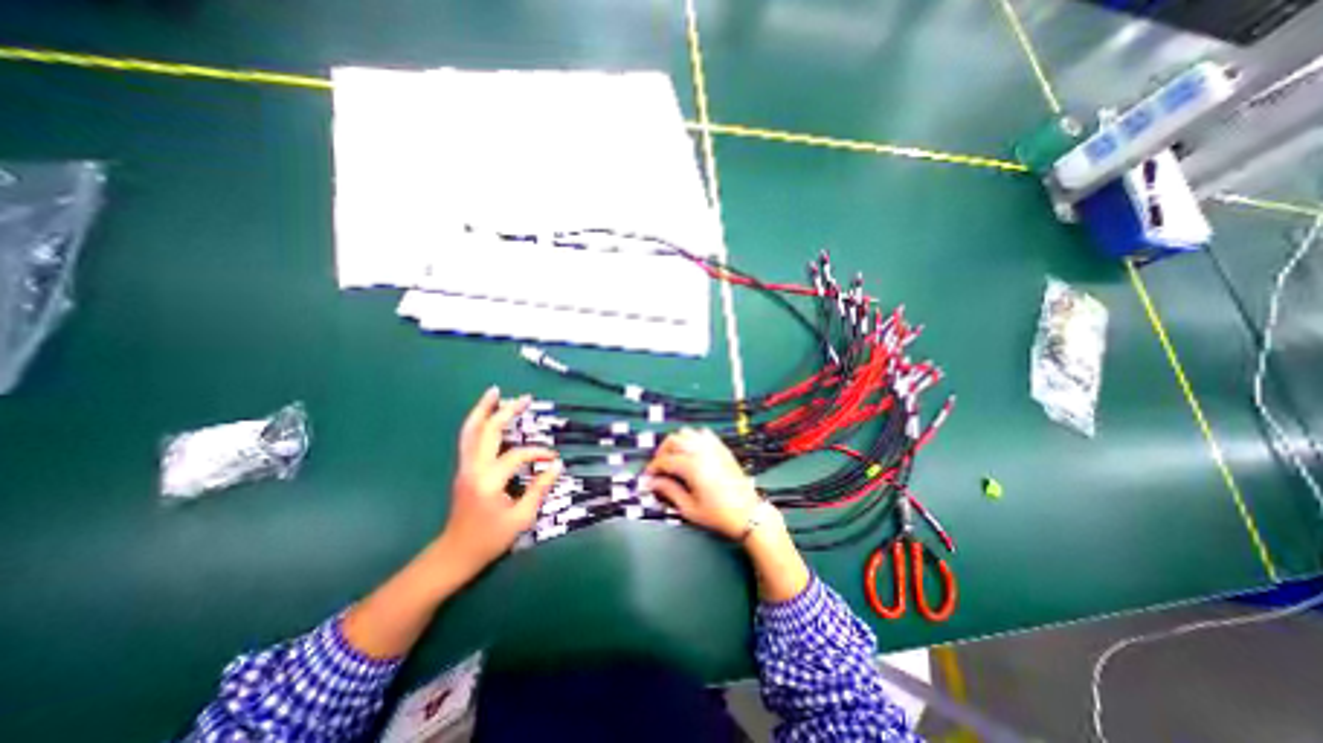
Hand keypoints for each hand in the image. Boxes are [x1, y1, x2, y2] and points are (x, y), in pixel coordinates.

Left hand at [436, 389, 556, 574]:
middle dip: (506, 411)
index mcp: (488, 481)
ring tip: (495, 392)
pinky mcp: (463, 469)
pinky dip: (477, 422)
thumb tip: (557, 465)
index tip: (554, 459)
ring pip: (470, 430)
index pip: (517, 455)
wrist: (455, 554)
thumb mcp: (521, 518)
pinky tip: (487, 414)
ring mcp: (465, 467)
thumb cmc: (490, 539)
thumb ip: (539, 488)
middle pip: (488, 431)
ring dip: (484, 410)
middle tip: (524, 397)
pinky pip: (468, 438)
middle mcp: (473, 468)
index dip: (538, 453)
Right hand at [645, 430, 758, 539]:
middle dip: (662, 452)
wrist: (749, 514)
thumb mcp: (689, 508)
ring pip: (687, 433)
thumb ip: (669, 491)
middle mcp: (701, 451)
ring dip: (676, 442)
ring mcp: (713, 447)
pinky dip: (693, 438)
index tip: (648, 477)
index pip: (665, 460)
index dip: (653, 468)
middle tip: (659, 468)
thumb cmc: (719, 514)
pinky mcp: (722, 449)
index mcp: (692, 466)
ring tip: (673, 457)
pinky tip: (691, 451)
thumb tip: (652, 483)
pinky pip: (703, 434)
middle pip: (673, 440)